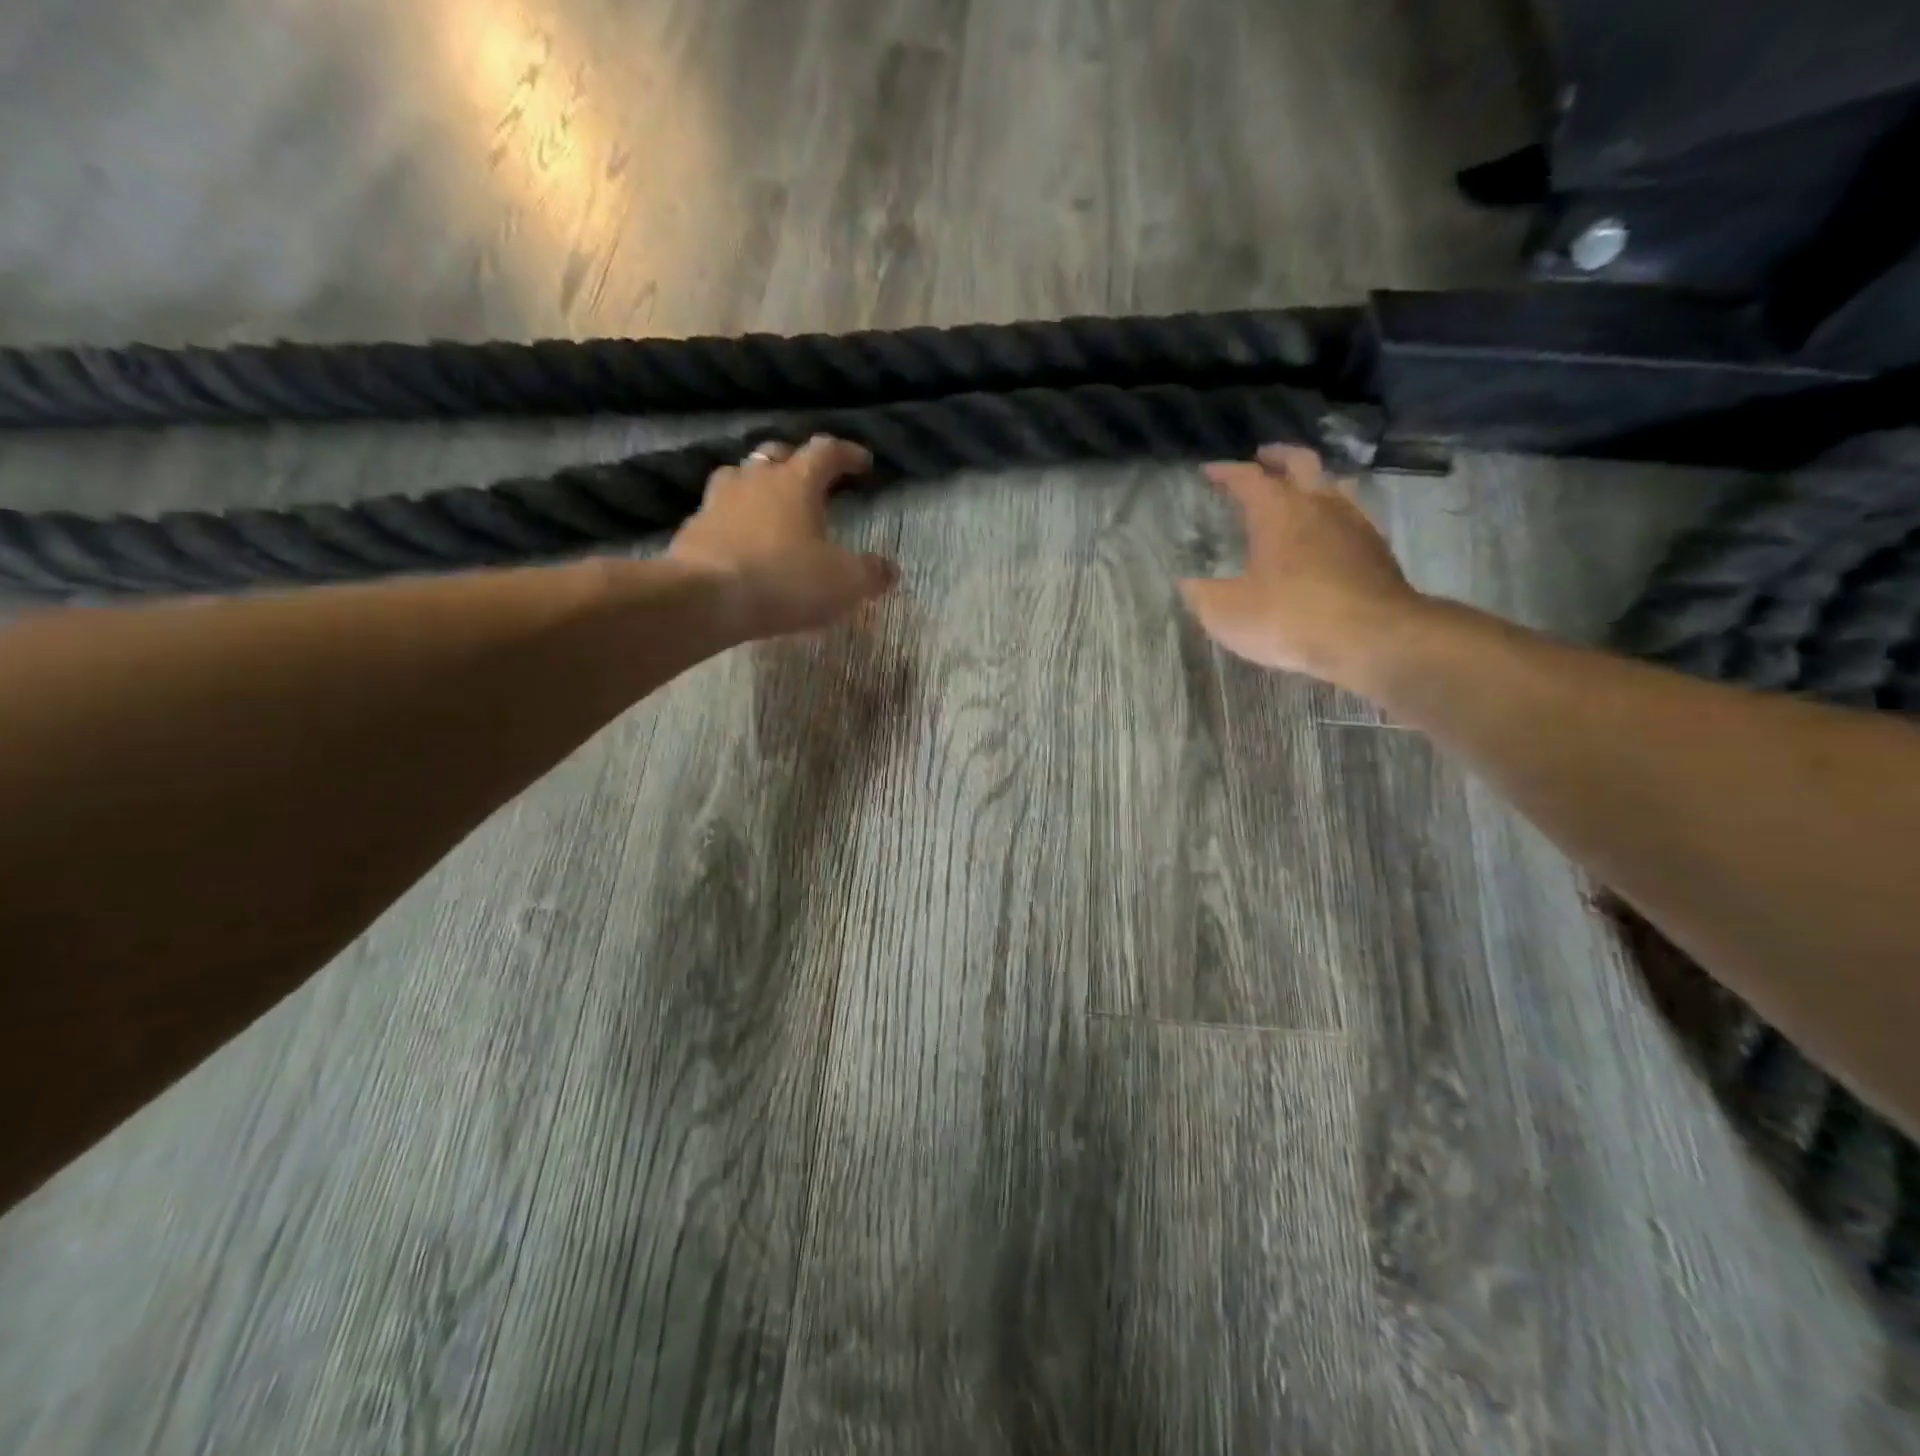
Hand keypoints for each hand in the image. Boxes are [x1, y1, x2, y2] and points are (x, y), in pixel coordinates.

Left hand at [666, 435, 898, 641]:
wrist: (706, 599)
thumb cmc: (784, 580)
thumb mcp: (844, 582)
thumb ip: (871, 573)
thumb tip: (889, 570)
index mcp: (796, 481)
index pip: (826, 451)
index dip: (848, 453)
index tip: (863, 463)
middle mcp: (755, 479)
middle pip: (777, 454)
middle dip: (797, 462)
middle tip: (812, 481)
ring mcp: (718, 501)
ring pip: (740, 476)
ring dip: (757, 484)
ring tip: (770, 504)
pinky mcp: (692, 528)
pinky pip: (717, 512)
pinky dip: (733, 519)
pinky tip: (740, 539)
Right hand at [1180, 444, 1426, 687]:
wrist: (1372, 638)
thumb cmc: (1290, 618)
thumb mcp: (1227, 614)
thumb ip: (1202, 595)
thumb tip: (1188, 583)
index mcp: (1277, 512)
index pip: (1247, 478)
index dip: (1226, 472)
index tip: (1209, 470)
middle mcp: (1318, 506)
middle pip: (1300, 463)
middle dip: (1278, 457)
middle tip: (1263, 457)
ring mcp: (1353, 524)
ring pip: (1333, 484)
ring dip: (1313, 480)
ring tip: (1300, 490)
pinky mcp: (1376, 549)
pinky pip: (1352, 514)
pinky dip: (1334, 512)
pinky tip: (1328, 533)